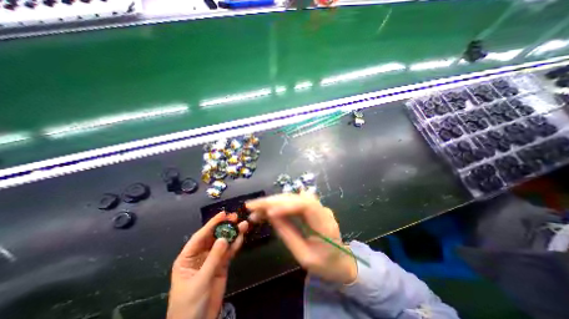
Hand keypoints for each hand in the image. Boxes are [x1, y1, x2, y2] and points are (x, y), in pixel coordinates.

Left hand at [166, 212, 247, 318]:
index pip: (200, 236)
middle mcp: (200, 255)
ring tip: (243, 224)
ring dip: (233, 234)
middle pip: (213, 237)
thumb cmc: (189, 305)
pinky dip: (235, 245)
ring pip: (223, 243)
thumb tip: (224, 238)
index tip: (223, 214)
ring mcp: (212, 260)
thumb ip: (213, 258)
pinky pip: (229, 252)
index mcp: (188, 258)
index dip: (211, 224)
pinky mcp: (222, 265)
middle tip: (235, 217)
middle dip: (224, 226)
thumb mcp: (200, 281)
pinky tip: (241, 237)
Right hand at [246, 192, 353, 283]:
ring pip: (292, 198)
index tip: (268, 213)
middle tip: (252, 206)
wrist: (341, 263)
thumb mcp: (304, 256)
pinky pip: (293, 202)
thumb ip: (288, 234)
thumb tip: (271, 215)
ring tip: (256, 209)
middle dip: (273, 201)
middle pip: (296, 198)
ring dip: (273, 202)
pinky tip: (267, 208)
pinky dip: (278, 204)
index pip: (306, 205)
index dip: (287, 205)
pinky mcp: (311, 208)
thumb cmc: (325, 265)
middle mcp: (321, 210)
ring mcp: (317, 207)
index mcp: (325, 224)